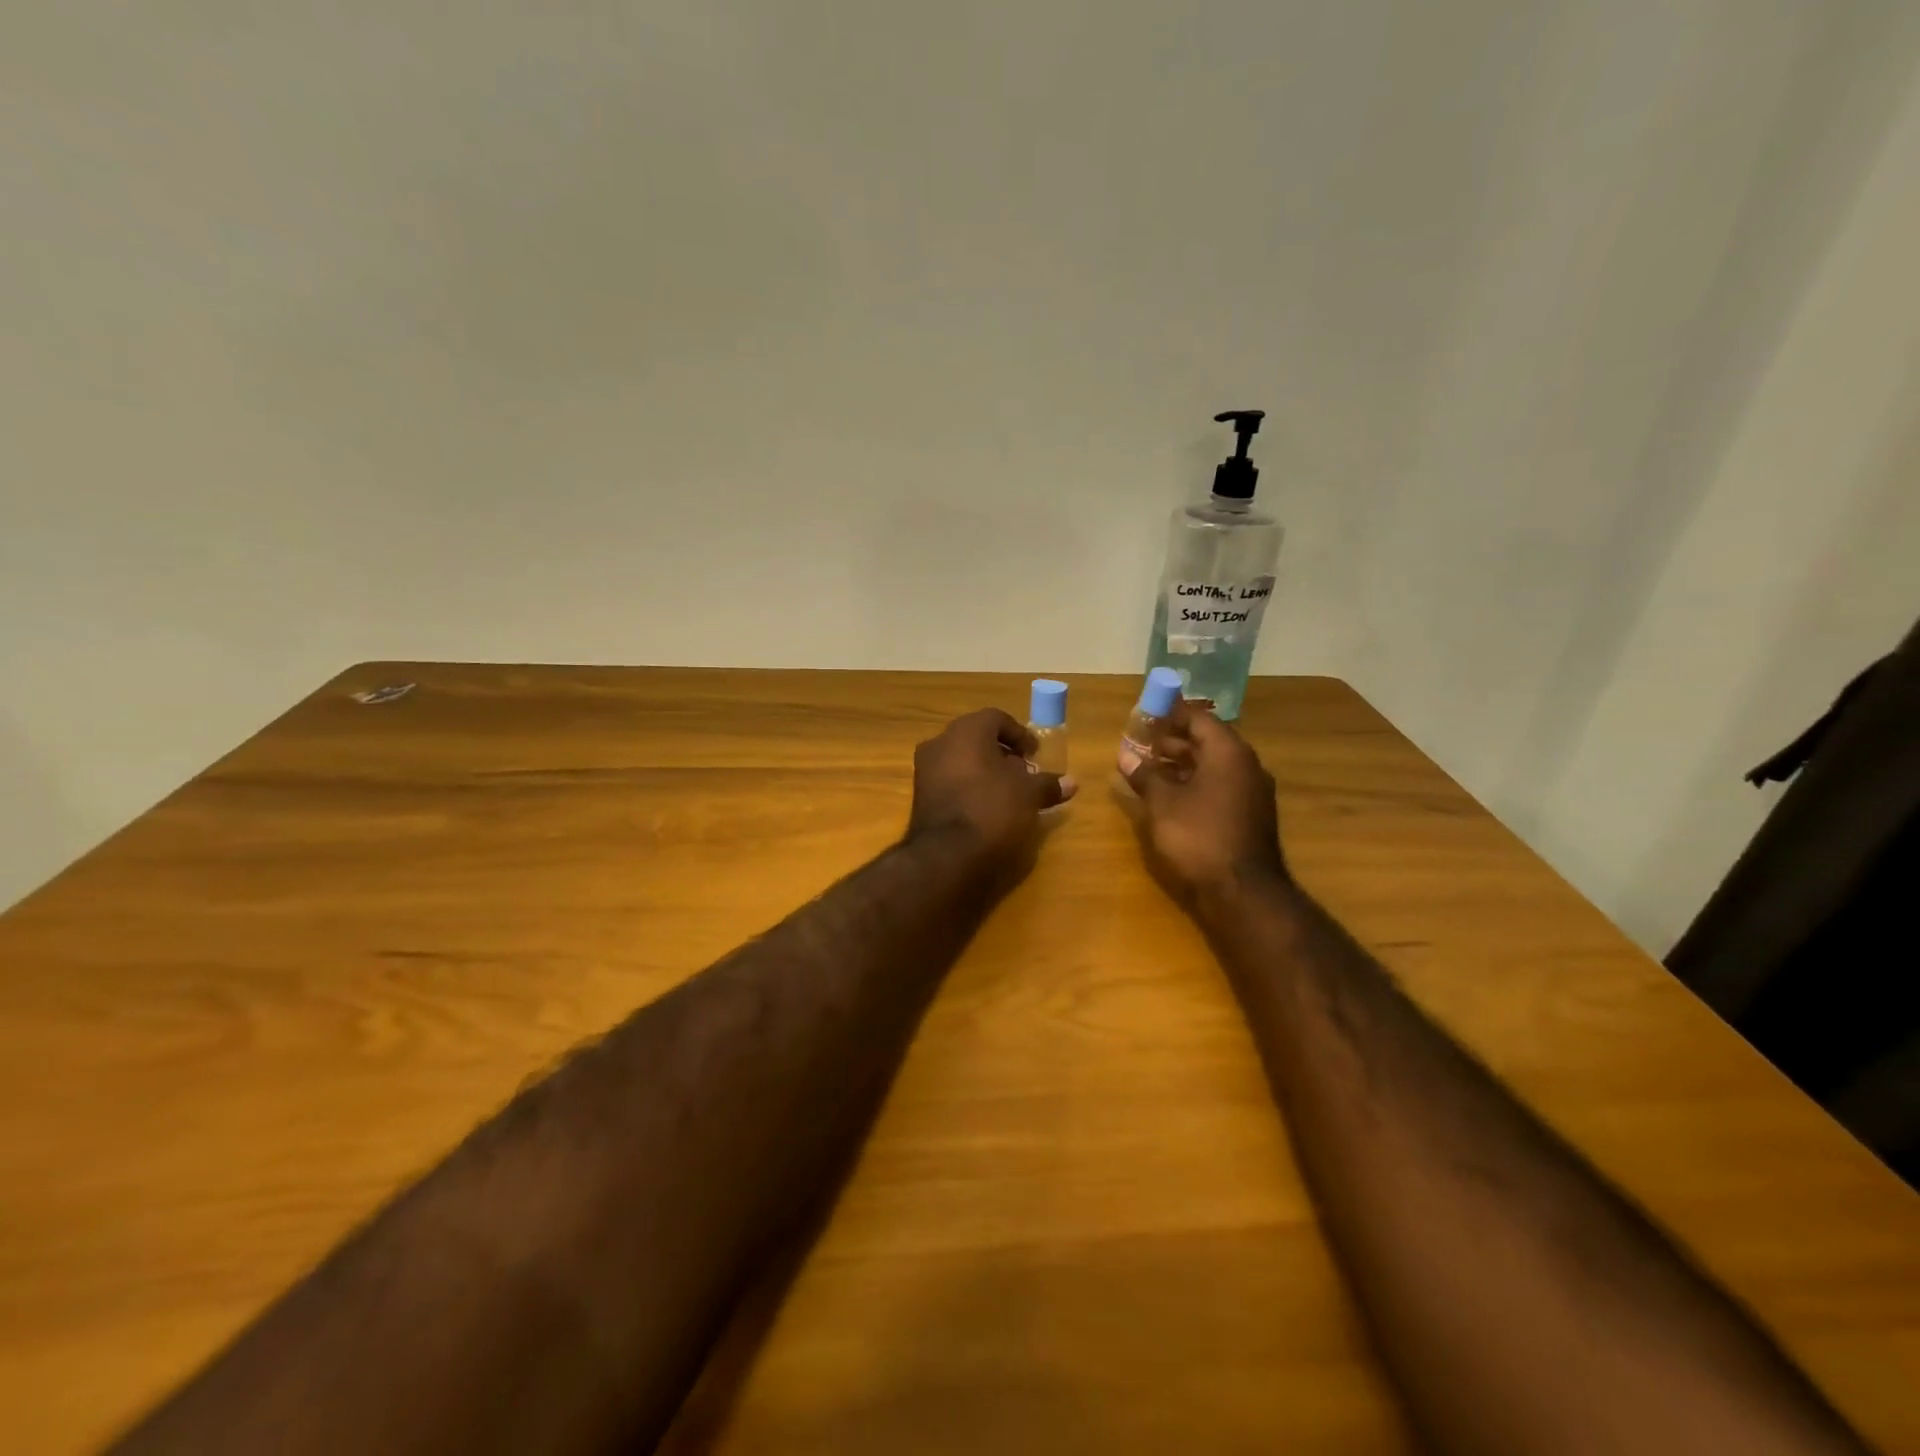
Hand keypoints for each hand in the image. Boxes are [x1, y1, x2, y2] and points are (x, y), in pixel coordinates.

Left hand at [907, 709, 1075, 874]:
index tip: (1036, 755)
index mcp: (966, 730)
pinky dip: (968, 787)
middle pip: (977, 738)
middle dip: (1002, 754)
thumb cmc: (992, 809)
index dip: (1020, 735)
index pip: (997, 718)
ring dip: (985, 771)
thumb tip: (1071, 783)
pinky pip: (950, 781)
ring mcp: (925, 769)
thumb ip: (1048, 784)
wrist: (946, 855)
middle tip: (1024, 774)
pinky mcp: (920, 796)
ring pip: (961, 760)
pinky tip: (985, 808)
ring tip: (1008, 794)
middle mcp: (941, 742)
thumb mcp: (1029, 795)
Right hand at [1124, 703, 1289, 911]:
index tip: (1144, 715)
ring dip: (1182, 764)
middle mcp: (1246, 765)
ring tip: (1149, 769)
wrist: (1243, 891)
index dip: (1170, 715)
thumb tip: (1125, 755)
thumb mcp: (1162, 803)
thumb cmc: (1199, 836)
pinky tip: (1170, 796)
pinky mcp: (1249, 815)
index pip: (1199, 719)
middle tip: (1141, 743)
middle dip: (1173, 741)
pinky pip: (1220, 786)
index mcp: (1228, 753)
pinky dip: (1195, 784)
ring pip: (1213, 766)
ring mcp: (1251, 792)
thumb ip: (1144, 775)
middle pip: (1207, 741)